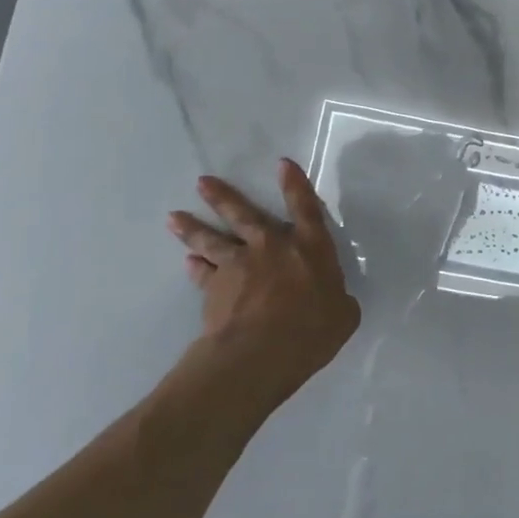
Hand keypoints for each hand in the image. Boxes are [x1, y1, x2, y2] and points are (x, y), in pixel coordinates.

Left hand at [167, 161, 360, 409]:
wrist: (259, 353)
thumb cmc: (311, 330)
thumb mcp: (343, 316)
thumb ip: (338, 300)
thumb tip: (335, 300)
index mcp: (310, 248)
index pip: (305, 208)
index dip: (295, 185)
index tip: (282, 164)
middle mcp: (272, 247)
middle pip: (244, 214)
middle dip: (223, 197)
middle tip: (203, 182)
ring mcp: (238, 266)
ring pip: (212, 240)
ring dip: (193, 228)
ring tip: (175, 217)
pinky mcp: (213, 289)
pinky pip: (202, 274)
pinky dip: (196, 268)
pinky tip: (188, 263)